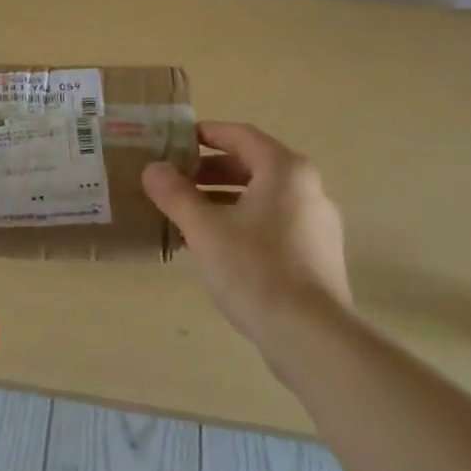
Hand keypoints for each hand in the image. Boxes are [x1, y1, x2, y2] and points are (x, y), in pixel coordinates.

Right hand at [142, 122, 350, 349]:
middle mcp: (308, 188)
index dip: (205, 133)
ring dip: (223, 199)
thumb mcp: (204, 228)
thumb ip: (175, 193)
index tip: (175, 141)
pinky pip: (273, 223)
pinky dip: (242, 222)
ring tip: (187, 214)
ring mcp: (317, 223)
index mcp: (285, 170)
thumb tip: (152, 169)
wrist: (311, 337)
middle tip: (175, 180)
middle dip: (210, 170)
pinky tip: (215, 246)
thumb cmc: (255, 269)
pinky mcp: (317, 255)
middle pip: (252, 165)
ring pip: (262, 197)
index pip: (240, 135)